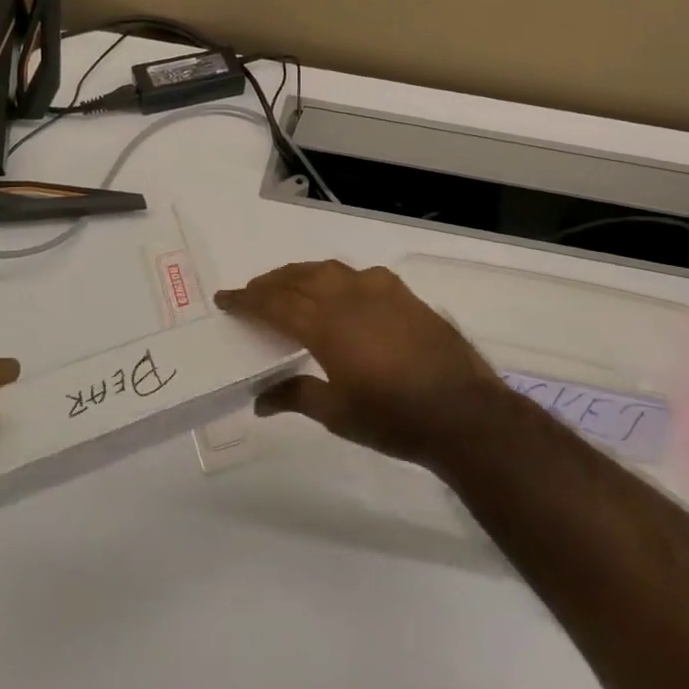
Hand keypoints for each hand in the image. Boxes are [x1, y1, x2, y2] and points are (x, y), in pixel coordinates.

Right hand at [215, 260, 512, 468]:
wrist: (463, 412)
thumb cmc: (394, 418)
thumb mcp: (338, 414)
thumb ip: (296, 396)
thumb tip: (260, 399)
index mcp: (327, 325)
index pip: (275, 304)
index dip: (247, 300)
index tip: (224, 298)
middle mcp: (350, 297)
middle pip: (300, 279)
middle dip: (271, 283)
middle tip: (252, 292)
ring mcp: (381, 292)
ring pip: (330, 271)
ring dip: (303, 274)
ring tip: (289, 285)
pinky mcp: (405, 295)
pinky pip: (361, 275)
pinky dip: (339, 277)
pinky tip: (342, 291)